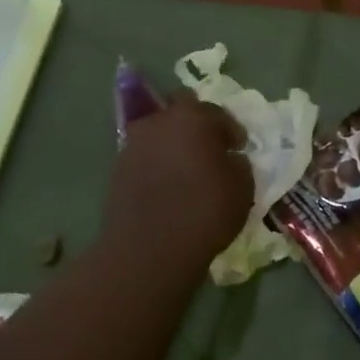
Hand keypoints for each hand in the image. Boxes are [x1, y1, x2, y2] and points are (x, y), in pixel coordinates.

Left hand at [98, 92, 252, 272]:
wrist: (148, 249)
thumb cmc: (204, 211)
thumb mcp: (242, 187)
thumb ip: (238, 164)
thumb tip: (228, 159)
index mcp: (193, 118)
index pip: (217, 113)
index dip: (231, 130)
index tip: (238, 148)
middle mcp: (159, 122)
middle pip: (181, 110)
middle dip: (197, 124)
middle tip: (210, 149)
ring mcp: (133, 144)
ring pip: (159, 132)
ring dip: (173, 144)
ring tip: (186, 169)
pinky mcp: (117, 169)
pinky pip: (145, 156)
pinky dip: (157, 164)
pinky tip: (167, 186)